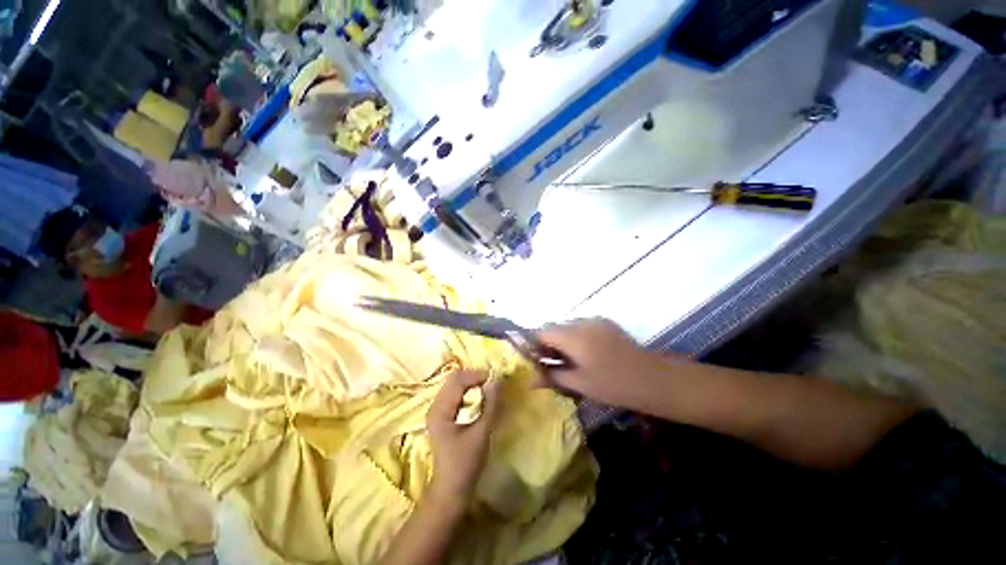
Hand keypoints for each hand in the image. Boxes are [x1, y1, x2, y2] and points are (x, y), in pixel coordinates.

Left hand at [426, 371, 500, 507]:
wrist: (451, 490)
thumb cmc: (465, 463)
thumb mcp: (481, 433)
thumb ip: (490, 405)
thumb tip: (497, 380)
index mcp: (441, 409)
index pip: (457, 379)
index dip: (476, 375)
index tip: (494, 381)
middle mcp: (435, 405)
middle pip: (454, 379)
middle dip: (474, 378)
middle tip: (492, 384)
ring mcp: (438, 410)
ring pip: (455, 385)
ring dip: (472, 384)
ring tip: (488, 391)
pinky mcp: (443, 415)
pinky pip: (455, 394)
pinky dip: (469, 392)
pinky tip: (479, 400)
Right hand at [536, 319, 663, 406]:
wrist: (652, 378)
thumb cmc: (612, 384)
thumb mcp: (579, 383)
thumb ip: (551, 376)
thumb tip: (528, 380)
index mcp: (572, 336)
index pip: (542, 331)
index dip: (534, 344)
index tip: (535, 360)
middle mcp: (581, 322)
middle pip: (554, 327)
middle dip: (548, 343)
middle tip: (550, 363)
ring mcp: (595, 320)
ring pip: (568, 326)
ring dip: (562, 339)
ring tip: (569, 359)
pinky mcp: (605, 322)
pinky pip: (582, 325)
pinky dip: (576, 336)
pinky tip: (585, 353)